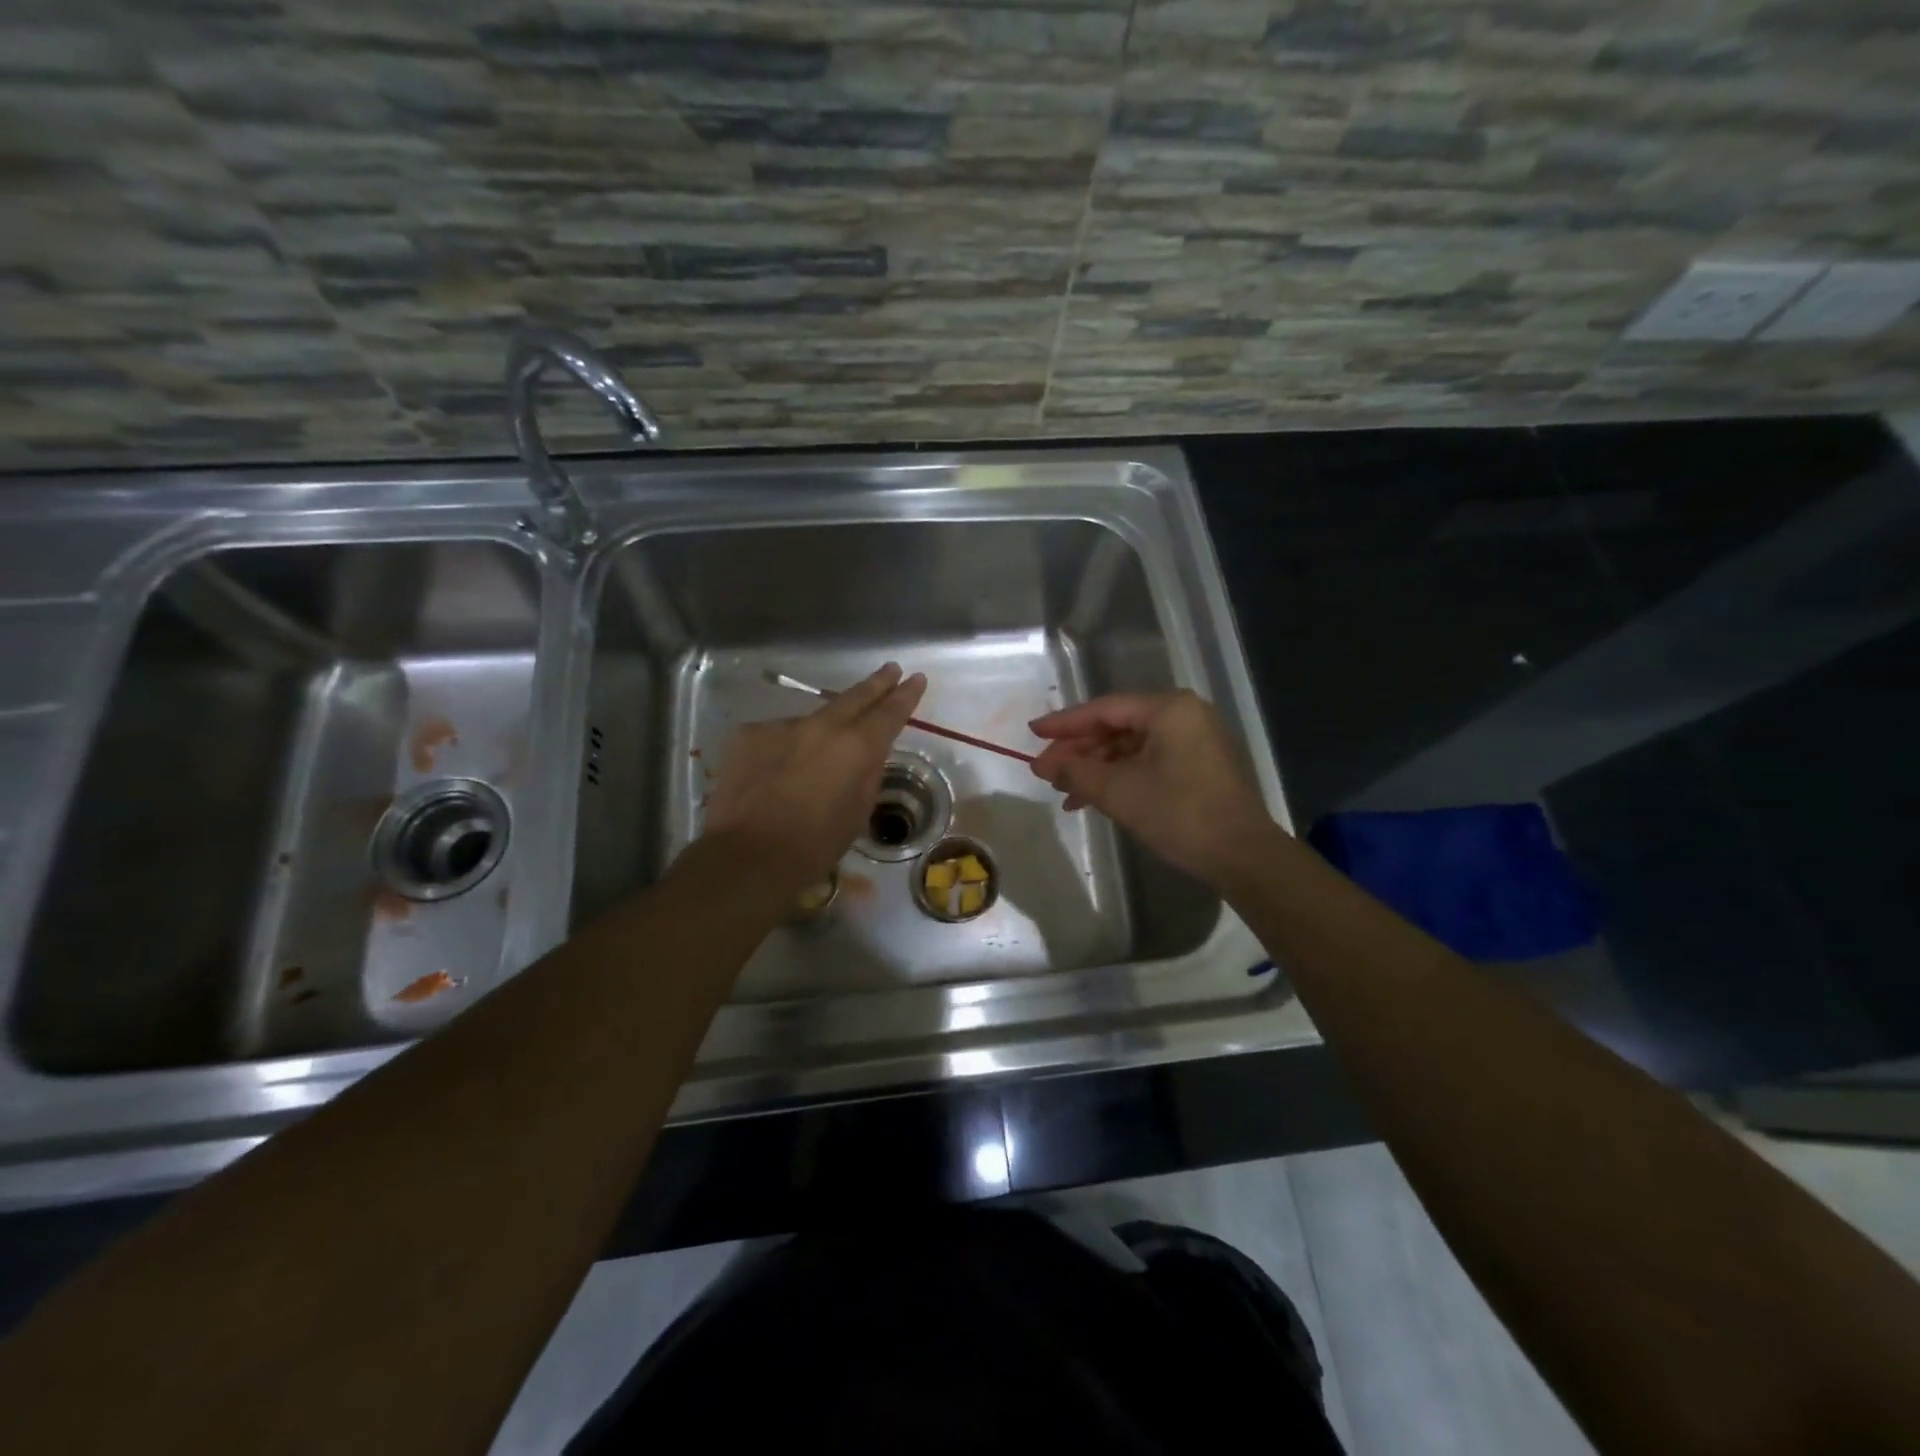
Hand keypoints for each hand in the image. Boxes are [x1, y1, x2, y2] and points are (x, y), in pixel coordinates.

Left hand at [704, 663, 926, 888]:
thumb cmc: (813, 846)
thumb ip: (867, 774)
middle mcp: (821, 726)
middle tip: (891, 669)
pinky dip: (786, 748)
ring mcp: (781, 726)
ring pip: (812, 720)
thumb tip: (869, 753)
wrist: (746, 856)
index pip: (889, 712)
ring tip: (819, 757)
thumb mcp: (857, 813)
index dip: (905, 695)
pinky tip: (779, 772)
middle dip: (876, 683)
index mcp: (856, 747)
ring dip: (823, 730)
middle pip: (854, 697)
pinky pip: (778, 736)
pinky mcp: (749, 734)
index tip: (916, 679)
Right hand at [1029, 690, 1278, 886]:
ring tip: (1063, 791)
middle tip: (1044, 770)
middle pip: (1116, 726)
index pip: (1104, 709)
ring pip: (1129, 747)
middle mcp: (1183, 715)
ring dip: (1095, 768)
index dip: (1064, 723)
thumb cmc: (1178, 813)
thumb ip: (1076, 771)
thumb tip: (1044, 764)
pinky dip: (1118, 777)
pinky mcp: (1197, 766)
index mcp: (1168, 709)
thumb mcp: (1118, 791)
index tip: (1032, 732)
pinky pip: (1146, 762)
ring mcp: (1193, 741)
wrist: (1241, 855)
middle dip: (1078, 750)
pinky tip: (1092, 799)